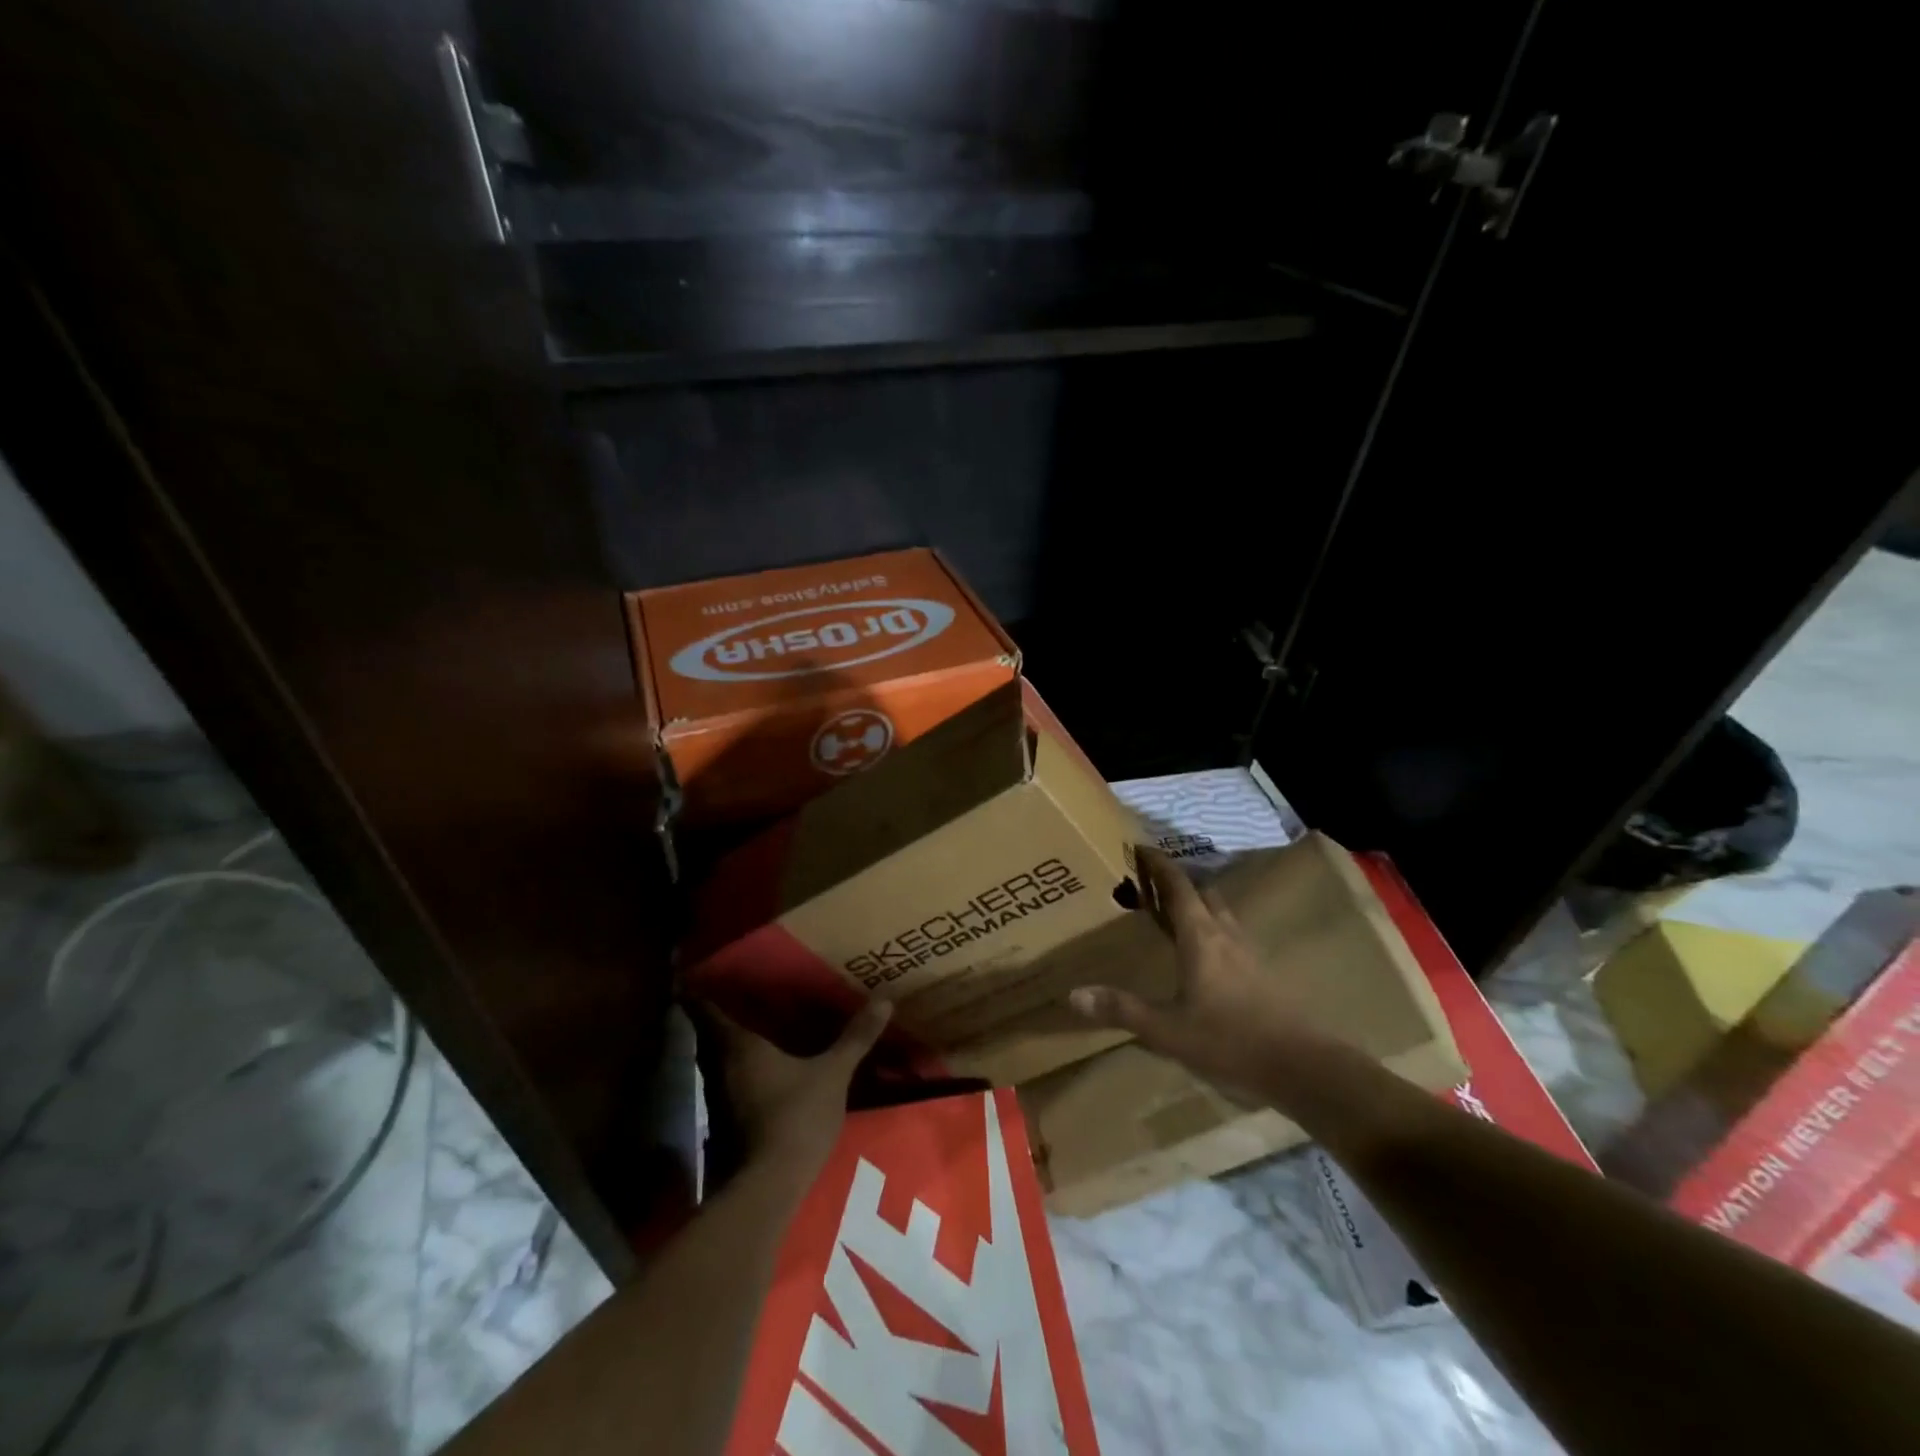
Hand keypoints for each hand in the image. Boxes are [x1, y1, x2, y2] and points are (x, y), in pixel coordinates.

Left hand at [701, 999, 892, 1185]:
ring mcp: (721, 1099)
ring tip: (753, 1025)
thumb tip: (885, 997)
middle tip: (737, 992)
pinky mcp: (727, 1125)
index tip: (696, 973)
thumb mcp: (834, 1072)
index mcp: (740, 1046)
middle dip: (719, 1015)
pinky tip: (763, 1069)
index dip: (700, 991)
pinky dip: (742, 1071)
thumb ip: (856, 1036)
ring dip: (730, 1045)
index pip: (708, 1010)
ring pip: (719, 1061)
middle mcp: (721, 1067)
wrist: (772, 1185)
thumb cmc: (797, 1115)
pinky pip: (731, 1084)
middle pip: (710, 1035)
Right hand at [1070, 848, 1326, 1097]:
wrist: (1304, 1067)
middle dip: (1178, 882)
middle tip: (1151, 881)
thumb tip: (1073, 994)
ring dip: (1198, 905)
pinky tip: (1206, 955)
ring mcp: (1249, 954)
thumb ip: (1122, 1010)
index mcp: (1200, 937)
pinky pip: (1232, 937)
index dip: (1159, 865)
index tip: (1140, 847)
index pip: (1178, 887)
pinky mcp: (1263, 975)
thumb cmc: (1230, 1040)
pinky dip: (1213, 931)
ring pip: (1221, 914)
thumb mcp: (1167, 1030)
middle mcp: (1225, 935)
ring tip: (1176, 912)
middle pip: (1203, 894)